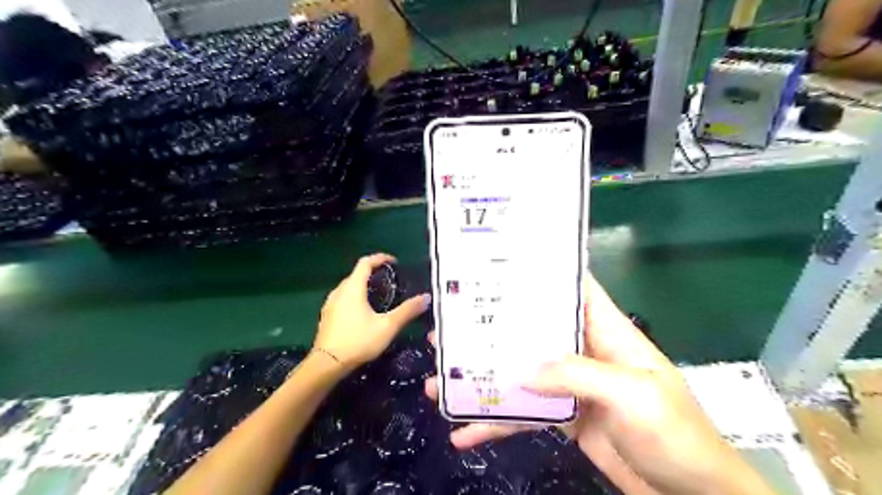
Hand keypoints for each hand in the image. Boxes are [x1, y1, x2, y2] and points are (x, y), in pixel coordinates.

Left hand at [313, 255, 430, 371]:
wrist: (327, 364)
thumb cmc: (358, 341)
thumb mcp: (388, 326)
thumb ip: (407, 311)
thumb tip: (426, 298)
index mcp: (353, 288)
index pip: (365, 263)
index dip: (380, 258)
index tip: (393, 262)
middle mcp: (339, 292)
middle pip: (356, 274)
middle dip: (372, 273)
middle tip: (389, 281)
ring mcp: (330, 304)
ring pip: (348, 288)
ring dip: (362, 286)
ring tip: (378, 296)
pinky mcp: (327, 317)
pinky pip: (343, 300)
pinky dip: (354, 299)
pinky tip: (362, 313)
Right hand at [424, 274, 772, 494]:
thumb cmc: (674, 434)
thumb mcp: (632, 395)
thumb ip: (578, 375)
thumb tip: (525, 371)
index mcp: (606, 332)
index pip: (573, 289)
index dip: (542, 273)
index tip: (500, 266)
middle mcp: (584, 351)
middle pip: (533, 332)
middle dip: (493, 330)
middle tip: (450, 328)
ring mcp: (570, 386)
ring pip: (520, 374)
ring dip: (484, 380)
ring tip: (439, 383)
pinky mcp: (563, 418)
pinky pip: (524, 415)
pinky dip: (496, 423)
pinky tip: (465, 433)